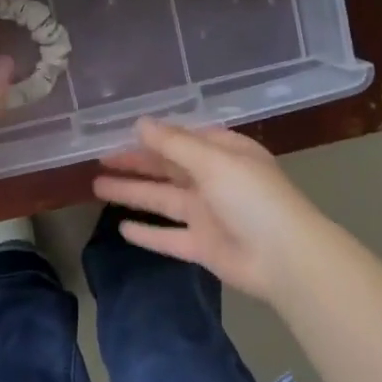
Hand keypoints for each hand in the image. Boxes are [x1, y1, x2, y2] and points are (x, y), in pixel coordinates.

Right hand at [92, 118, 331, 302]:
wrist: (285, 258)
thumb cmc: (252, 198)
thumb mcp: (212, 161)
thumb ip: (173, 143)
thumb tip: (139, 123)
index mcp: (224, 154)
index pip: (183, 139)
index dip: (152, 136)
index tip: (119, 133)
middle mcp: (214, 181)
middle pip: (168, 168)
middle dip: (135, 163)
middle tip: (100, 159)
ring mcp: (207, 215)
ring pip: (162, 200)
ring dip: (132, 193)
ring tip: (96, 187)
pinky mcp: (202, 246)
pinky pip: (168, 237)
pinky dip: (147, 233)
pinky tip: (121, 228)